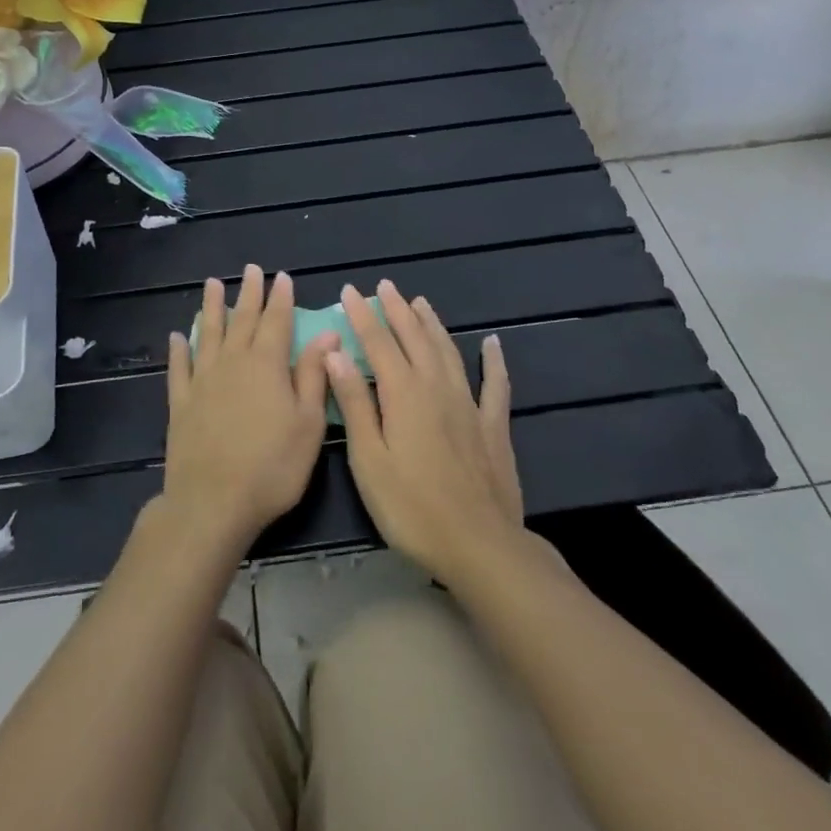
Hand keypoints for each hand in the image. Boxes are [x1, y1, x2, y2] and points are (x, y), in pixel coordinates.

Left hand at [161, 265, 337, 555]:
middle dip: (249, 293)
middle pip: (242, 320)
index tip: (282, 276)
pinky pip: (178, 368)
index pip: (276, 321)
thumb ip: (313, 374)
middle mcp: (233, 363)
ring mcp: (202, 381)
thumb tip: (327, 334)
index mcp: (267, 365)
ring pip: (208, 334)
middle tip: (251, 270)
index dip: (281, 298)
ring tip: (212, 284)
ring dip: (212, 307)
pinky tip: (177, 336)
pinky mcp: (180, 403)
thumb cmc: (273, 466)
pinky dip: (178, 350)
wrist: (213, 502)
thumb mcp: (308, 423)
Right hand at [327, 279, 523, 582]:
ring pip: (448, 351)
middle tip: (385, 286)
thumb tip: (336, 353)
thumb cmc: (411, 507)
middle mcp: (437, 387)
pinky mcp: (493, 426)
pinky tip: (492, 343)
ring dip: (432, 324)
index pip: (378, 342)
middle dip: (397, 310)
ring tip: (420, 303)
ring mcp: (469, 404)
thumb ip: (355, 403)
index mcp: (403, 393)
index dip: (363, 315)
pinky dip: (493, 360)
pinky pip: (495, 383)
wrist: (479, 545)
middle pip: (415, 338)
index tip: (350, 291)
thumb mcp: (369, 459)